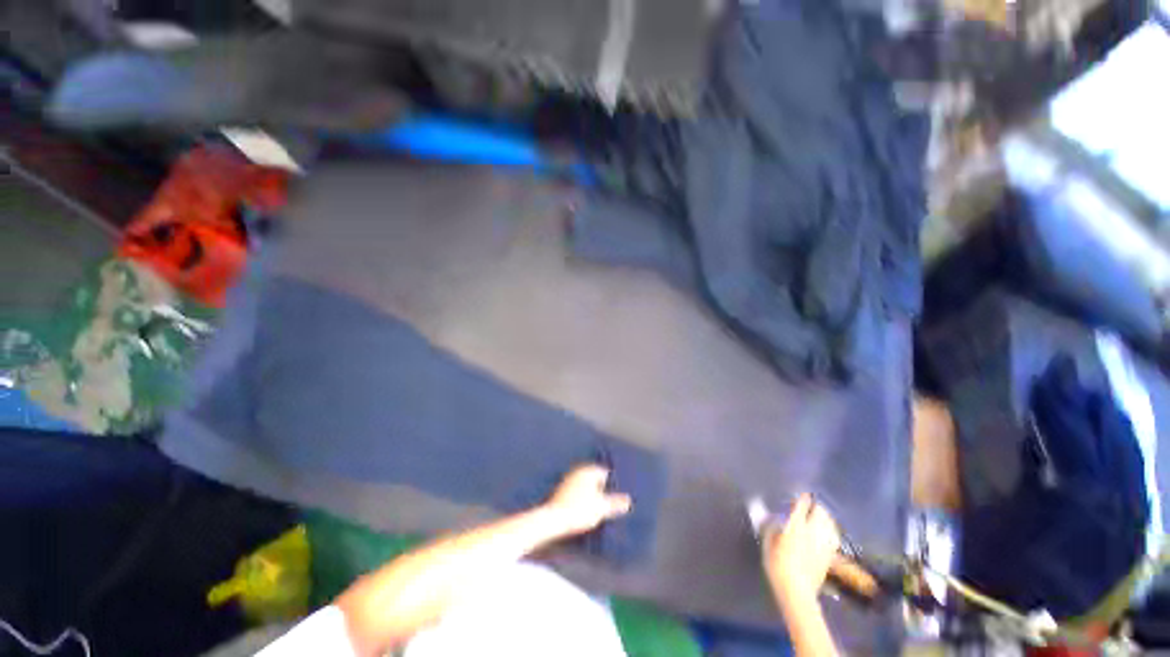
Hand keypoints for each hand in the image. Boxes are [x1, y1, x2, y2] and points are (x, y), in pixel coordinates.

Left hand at [544, 464, 632, 535]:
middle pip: (594, 477)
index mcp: (589, 471)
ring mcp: (568, 479)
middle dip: (600, 487)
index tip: (615, 493)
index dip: (611, 483)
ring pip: (584, 484)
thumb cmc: (579, 511)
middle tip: (607, 500)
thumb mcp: (601, 508)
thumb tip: (628, 501)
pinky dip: (581, 497)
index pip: (604, 472)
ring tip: (595, 507)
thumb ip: (615, 503)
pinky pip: (576, 491)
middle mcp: (578, 471)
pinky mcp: (560, 490)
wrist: (552, 519)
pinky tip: (582, 509)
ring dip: (590, 492)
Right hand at [764, 494, 840, 604]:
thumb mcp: (768, 544)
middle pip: (820, 512)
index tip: (801, 493)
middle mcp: (813, 531)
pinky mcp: (830, 554)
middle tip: (809, 504)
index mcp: (796, 526)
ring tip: (819, 515)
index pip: (802, 505)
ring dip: (825, 516)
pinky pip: (834, 535)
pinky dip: (831, 529)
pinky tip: (827, 531)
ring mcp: (824, 543)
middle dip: (815, 506)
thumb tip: (773, 517)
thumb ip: (771, 528)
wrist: (797, 592)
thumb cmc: (777, 566)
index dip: (802, 498)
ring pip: (830, 523)